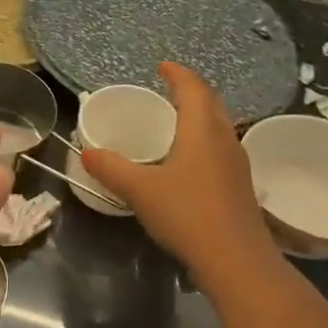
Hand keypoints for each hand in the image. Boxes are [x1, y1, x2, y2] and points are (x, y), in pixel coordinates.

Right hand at [79, 63, 276, 283]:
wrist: (236, 261)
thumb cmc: (188, 214)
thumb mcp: (140, 190)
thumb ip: (112, 169)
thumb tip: (87, 153)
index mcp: (202, 130)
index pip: (193, 88)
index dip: (178, 74)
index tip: (162, 66)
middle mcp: (225, 139)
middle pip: (212, 104)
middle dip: (191, 92)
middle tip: (168, 91)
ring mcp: (237, 164)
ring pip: (219, 127)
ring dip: (200, 118)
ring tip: (176, 123)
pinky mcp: (240, 187)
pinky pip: (221, 150)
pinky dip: (203, 143)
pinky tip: (188, 163)